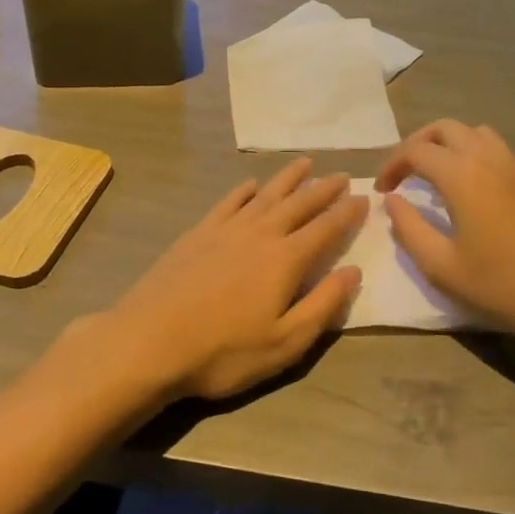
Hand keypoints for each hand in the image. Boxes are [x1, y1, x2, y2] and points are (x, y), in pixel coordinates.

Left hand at [83, 159, 365, 402]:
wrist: (149, 341)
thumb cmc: (223, 351)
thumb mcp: (285, 342)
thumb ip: (323, 305)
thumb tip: (354, 271)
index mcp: (285, 260)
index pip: (325, 228)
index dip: (347, 213)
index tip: (365, 198)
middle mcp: (260, 234)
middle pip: (298, 204)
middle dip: (323, 189)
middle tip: (342, 175)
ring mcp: (226, 230)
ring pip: (265, 195)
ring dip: (287, 178)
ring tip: (305, 162)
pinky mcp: (198, 234)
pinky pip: (228, 203)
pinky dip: (243, 191)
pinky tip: (250, 185)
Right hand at [376, 121, 514, 339]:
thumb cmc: (501, 284)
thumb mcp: (441, 266)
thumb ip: (409, 229)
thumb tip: (392, 202)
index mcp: (462, 175)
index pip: (416, 151)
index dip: (392, 165)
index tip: (382, 191)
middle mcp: (488, 159)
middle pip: (444, 129)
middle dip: (416, 144)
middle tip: (402, 173)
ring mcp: (514, 167)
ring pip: (473, 132)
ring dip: (447, 143)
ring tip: (433, 172)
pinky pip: (494, 147)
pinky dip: (470, 152)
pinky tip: (467, 186)